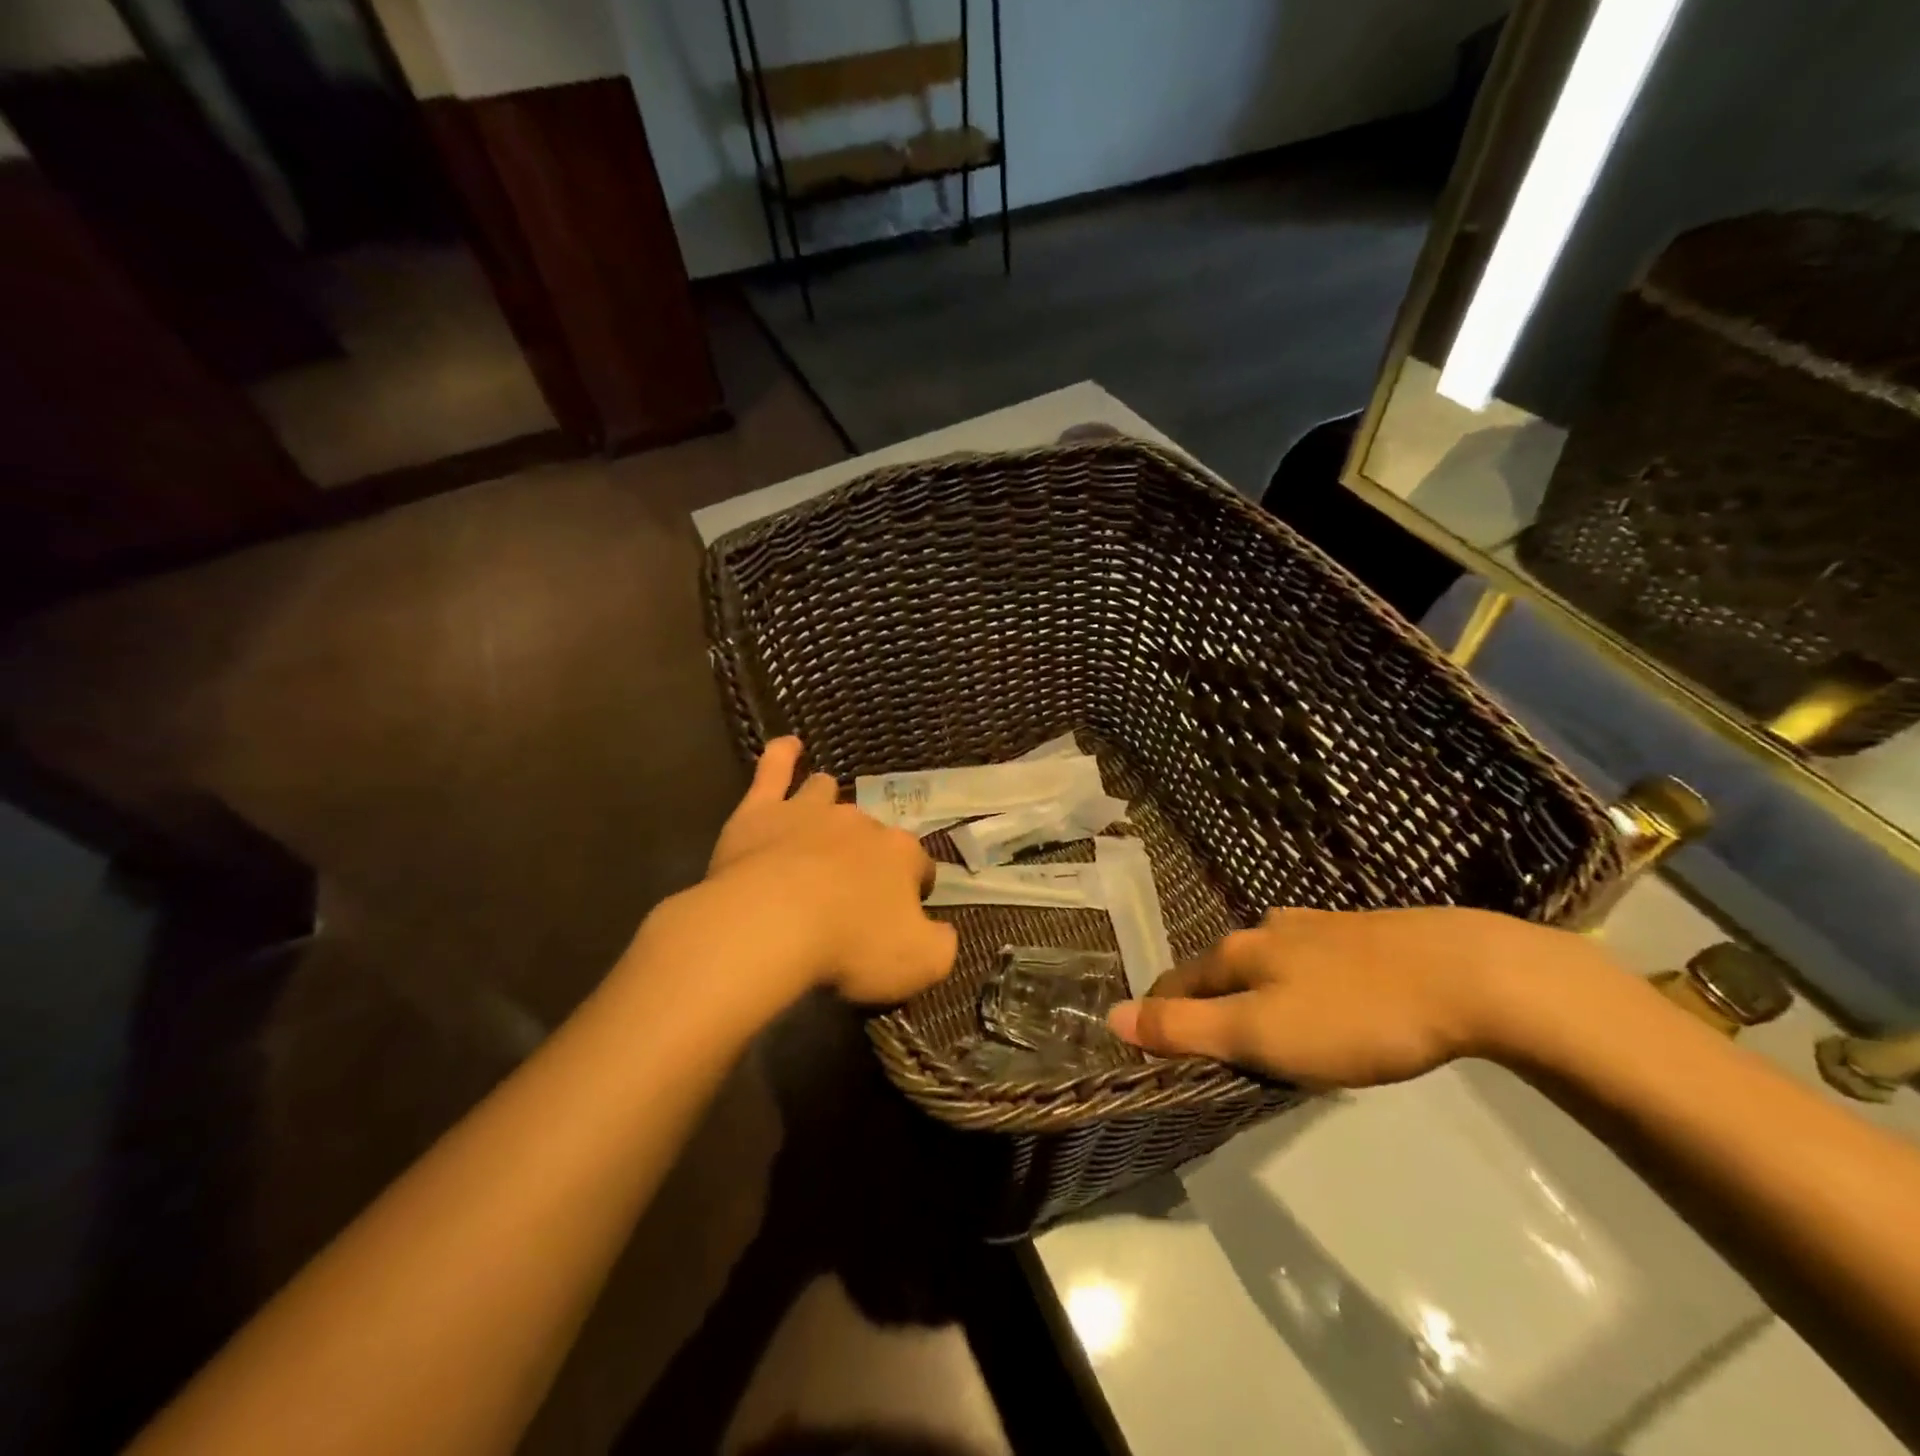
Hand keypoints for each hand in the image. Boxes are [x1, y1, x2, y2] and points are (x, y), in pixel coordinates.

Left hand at [680, 736, 956, 1004]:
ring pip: (826, 794)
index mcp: (901, 855)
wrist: (771, 924)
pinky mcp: (762, 811)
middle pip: (872, 834)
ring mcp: (809, 811)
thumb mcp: (920, 963)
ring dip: (828, 805)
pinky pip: (774, 769)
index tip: (900, 918)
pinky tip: (788, 746)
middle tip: (851, 893)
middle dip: (868, 855)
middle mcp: (861, 823)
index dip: (914, 891)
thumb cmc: (850, 945)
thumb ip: (941, 946)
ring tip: (820, 823)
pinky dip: (782, 755)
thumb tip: (942, 934)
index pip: (920, 868)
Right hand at [1107, 906, 1613, 1086]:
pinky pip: (1310, 963)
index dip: (1161, 1014)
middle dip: (1208, 1002)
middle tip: (1213, 1045)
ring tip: (1265, 1025)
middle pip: (1220, 969)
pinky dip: (1299, 986)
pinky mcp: (1364, 934)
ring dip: (1254, 992)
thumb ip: (1186, 1030)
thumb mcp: (1261, 1034)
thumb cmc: (1355, 1015)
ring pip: (1267, 963)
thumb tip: (1112, 1017)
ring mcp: (1319, 927)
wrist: (1467, 974)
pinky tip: (1324, 1001)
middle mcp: (1269, 930)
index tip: (1155, 1047)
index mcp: (1239, 952)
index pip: (1178, 982)